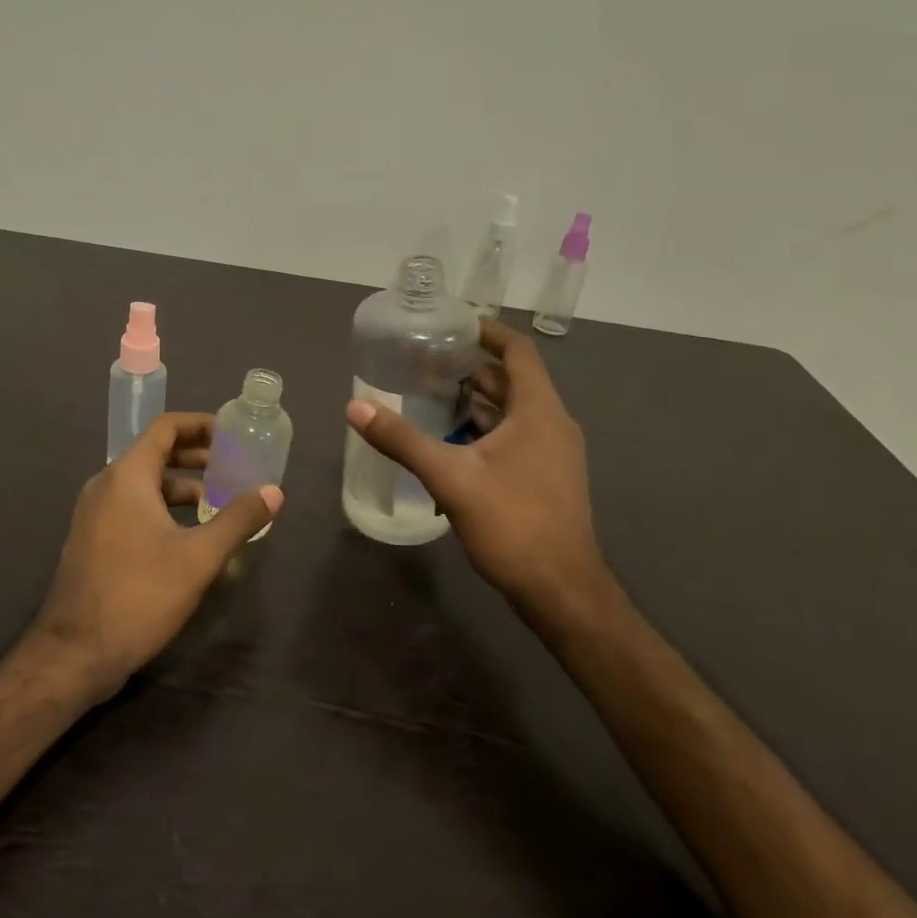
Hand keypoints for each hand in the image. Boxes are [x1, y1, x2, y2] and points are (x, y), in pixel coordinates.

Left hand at [29, 412, 282, 699]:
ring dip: (181, 485)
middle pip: (155, 453)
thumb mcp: (198, 557)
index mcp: (127, 476)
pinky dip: (162, 507)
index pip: (165, 428)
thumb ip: (238, 520)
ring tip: (218, 502)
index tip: (232, 434)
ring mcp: (95, 514)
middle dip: (196, 456)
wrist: (74, 654)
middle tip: (233, 467)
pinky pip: (132, 506)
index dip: (200, 424)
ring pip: (144, 483)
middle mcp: (106, 485)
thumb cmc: (139, 595)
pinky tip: (188, 534)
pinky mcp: (93, 539)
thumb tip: (274, 492)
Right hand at [345, 321, 610, 626]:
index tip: (451, 325)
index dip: (487, 332)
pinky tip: (448, 445)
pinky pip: (513, 438)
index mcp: (539, 411)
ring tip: (427, 398)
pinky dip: (482, 432)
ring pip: (510, 413)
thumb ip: (402, 440)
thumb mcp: (451, 478)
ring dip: (473, 403)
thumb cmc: (513, 524)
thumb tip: (355, 406)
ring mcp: (552, 454)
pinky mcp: (546, 478)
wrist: (561, 592)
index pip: (518, 351)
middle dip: (469, 369)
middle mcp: (552, 424)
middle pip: (510, 381)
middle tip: (424, 363)